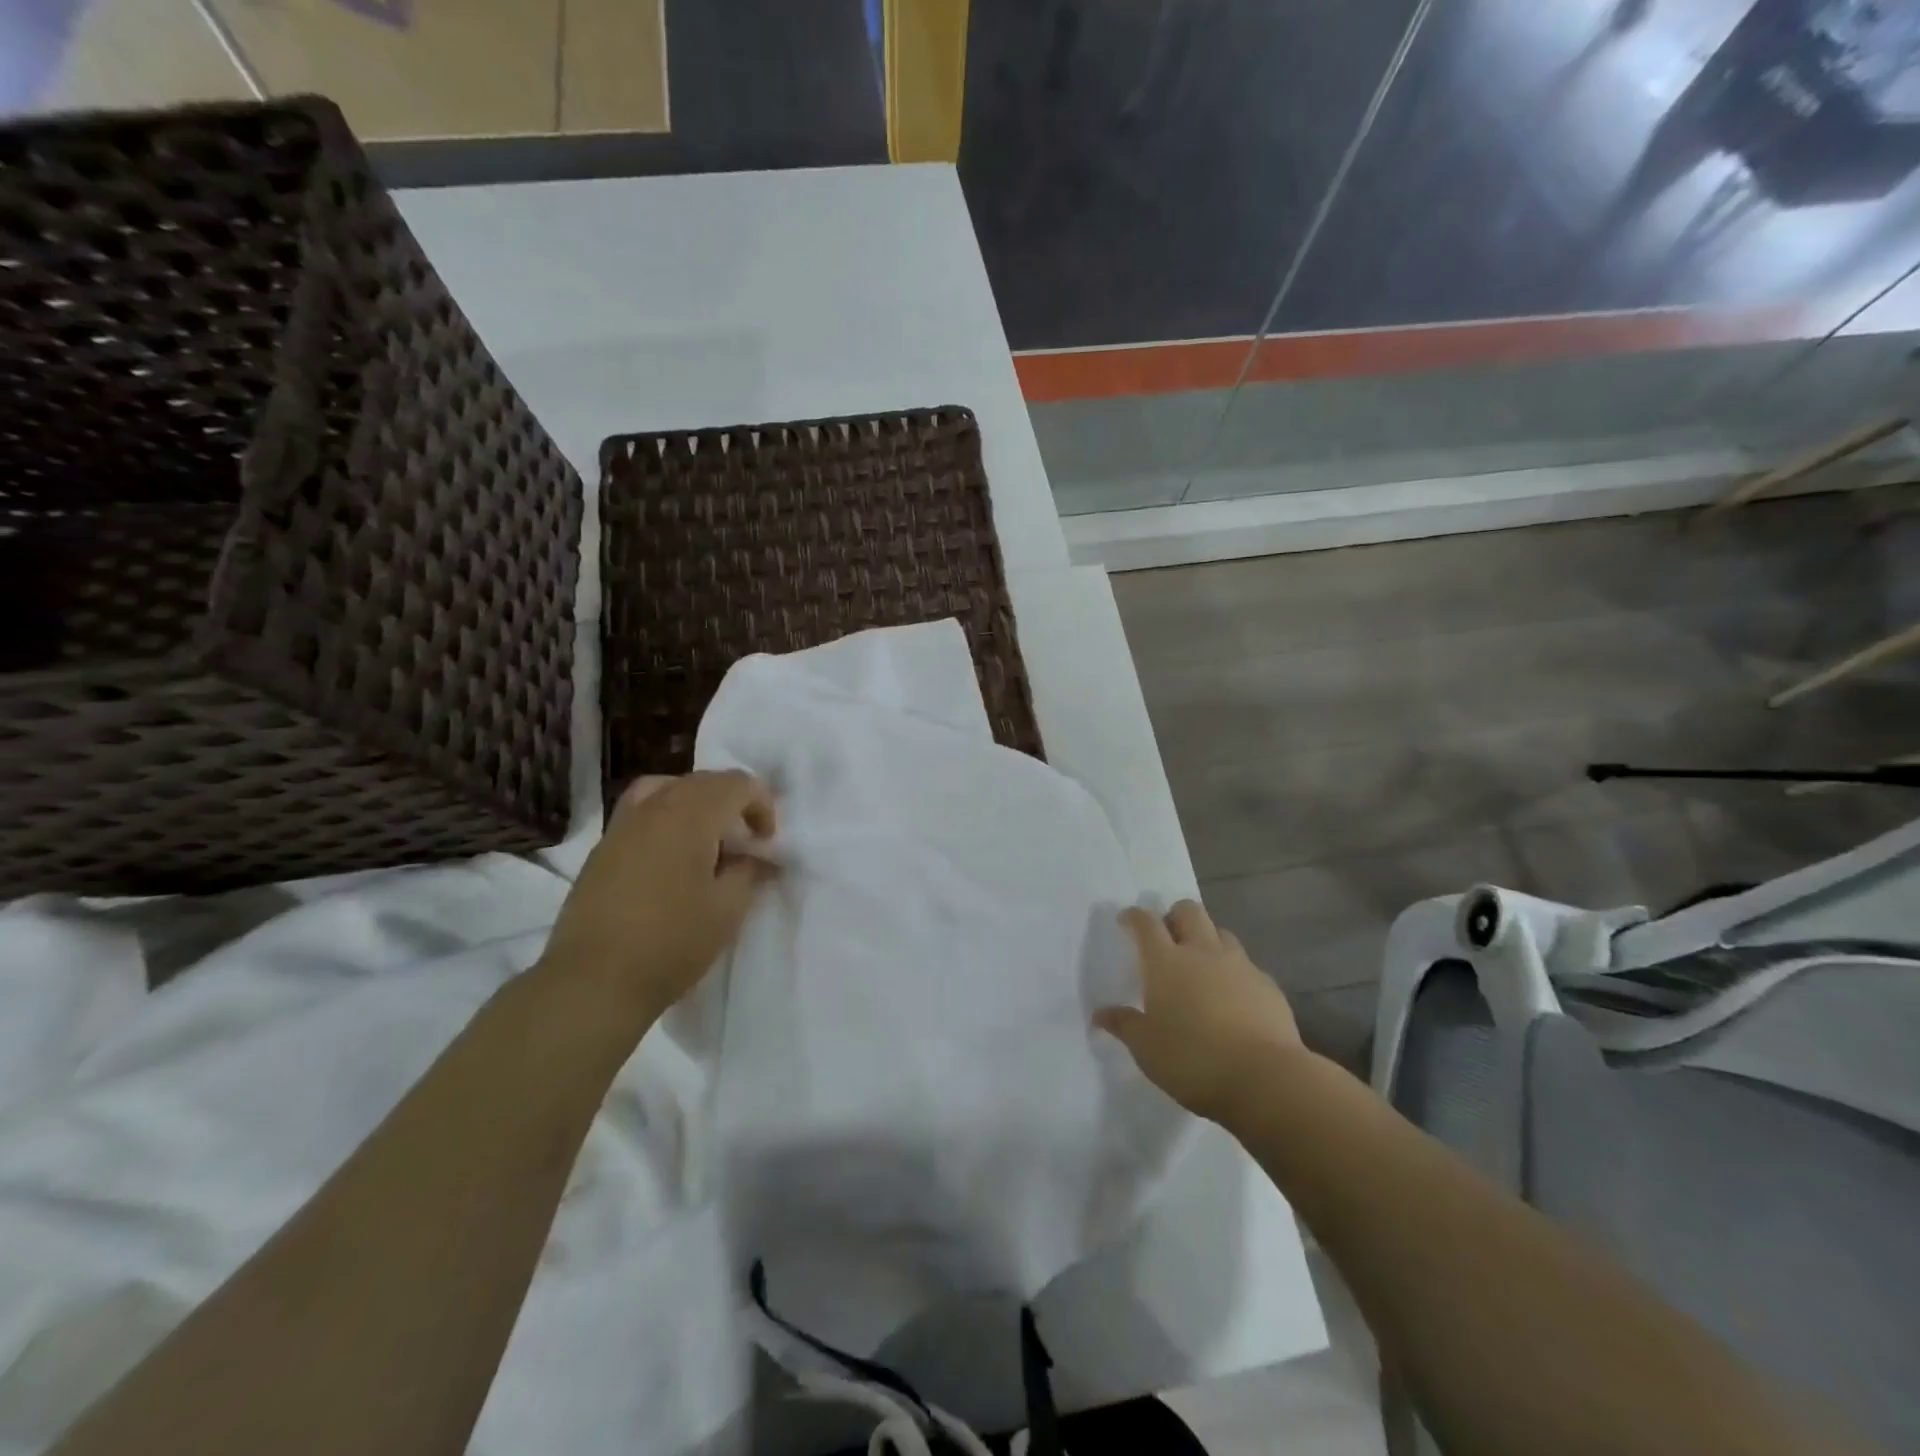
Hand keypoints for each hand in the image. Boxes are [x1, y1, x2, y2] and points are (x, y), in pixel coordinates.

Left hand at [537, 771, 776, 1026]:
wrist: (593, 981)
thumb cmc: (671, 942)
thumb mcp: (728, 910)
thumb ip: (750, 872)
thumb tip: (757, 857)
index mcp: (690, 814)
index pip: (736, 783)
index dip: (761, 805)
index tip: (766, 842)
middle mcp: (654, 807)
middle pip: (702, 782)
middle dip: (732, 802)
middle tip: (745, 842)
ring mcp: (622, 825)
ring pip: (668, 790)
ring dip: (697, 805)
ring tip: (707, 841)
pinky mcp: (602, 849)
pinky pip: (643, 812)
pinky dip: (667, 818)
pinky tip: (672, 858)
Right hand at [1094, 900, 1306, 1124]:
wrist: (1265, 1078)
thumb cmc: (1192, 1060)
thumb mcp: (1146, 1048)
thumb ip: (1124, 1025)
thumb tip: (1101, 1014)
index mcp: (1166, 962)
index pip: (1146, 923)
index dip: (1134, 917)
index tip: (1126, 920)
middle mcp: (1203, 953)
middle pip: (1189, 911)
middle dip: (1175, 915)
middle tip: (1167, 936)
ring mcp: (1240, 966)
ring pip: (1221, 933)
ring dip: (1207, 940)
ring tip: (1201, 965)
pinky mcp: (1268, 986)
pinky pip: (1247, 966)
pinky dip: (1235, 972)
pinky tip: (1233, 997)